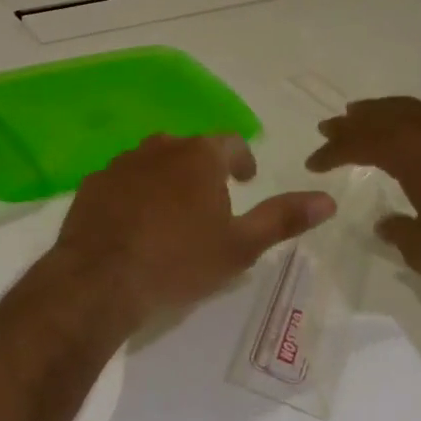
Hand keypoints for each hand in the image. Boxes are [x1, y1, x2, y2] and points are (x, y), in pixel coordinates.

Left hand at [51, 134, 335, 325]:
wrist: (101, 278)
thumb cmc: (178, 261)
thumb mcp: (240, 246)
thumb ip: (282, 219)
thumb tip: (327, 200)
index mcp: (198, 156)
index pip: (230, 143)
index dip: (242, 160)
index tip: (245, 181)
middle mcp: (159, 148)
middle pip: (189, 149)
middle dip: (203, 169)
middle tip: (210, 201)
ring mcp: (121, 163)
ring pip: (152, 161)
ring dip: (166, 179)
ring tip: (171, 214)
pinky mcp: (93, 183)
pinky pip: (122, 181)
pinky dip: (133, 193)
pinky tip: (133, 224)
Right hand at [304, 97, 420, 277]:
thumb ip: (399, 235)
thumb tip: (385, 225)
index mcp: (402, 152)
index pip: (354, 145)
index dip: (330, 153)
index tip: (313, 163)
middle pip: (374, 117)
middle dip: (348, 123)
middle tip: (328, 127)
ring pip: (403, 108)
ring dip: (377, 111)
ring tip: (362, 114)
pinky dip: (407, 116)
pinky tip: (412, 129)